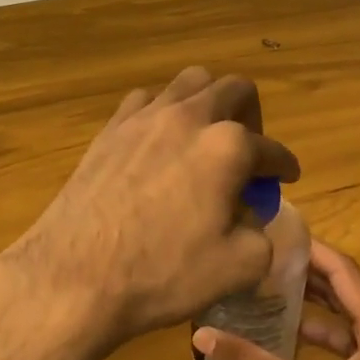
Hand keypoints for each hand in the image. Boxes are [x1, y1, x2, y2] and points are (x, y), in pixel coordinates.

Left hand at [0, 68, 300, 351]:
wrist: (74, 277)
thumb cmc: (162, 275)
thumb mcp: (239, 267)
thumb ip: (262, 234)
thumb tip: (250, 219)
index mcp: (227, 147)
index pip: (271, 150)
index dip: (284, 166)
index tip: (286, 178)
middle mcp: (188, 118)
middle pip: (234, 89)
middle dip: (252, 117)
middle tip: (248, 153)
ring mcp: (143, 118)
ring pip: (188, 83)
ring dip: (207, 103)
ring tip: (204, 139)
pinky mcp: (109, 130)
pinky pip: (145, 101)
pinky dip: (163, 113)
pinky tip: (159, 144)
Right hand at [192, 242, 359, 359]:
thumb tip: (201, 335)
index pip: (346, 274)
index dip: (312, 252)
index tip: (277, 235)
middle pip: (348, 292)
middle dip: (308, 275)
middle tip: (265, 259)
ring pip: (348, 319)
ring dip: (312, 305)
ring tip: (268, 289)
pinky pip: (349, 344)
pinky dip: (320, 335)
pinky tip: (286, 334)